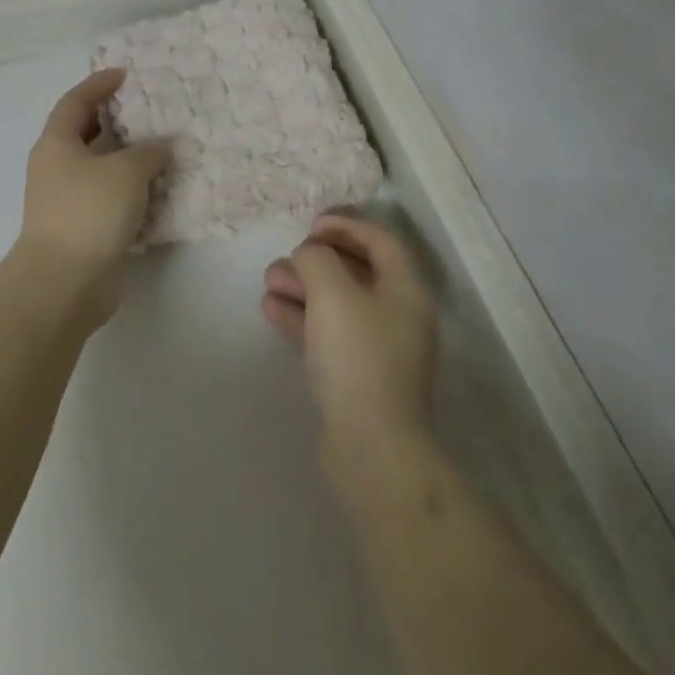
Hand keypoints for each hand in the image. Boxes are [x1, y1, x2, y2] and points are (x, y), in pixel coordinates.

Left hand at [15, 69, 169, 327]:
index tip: (125, 74)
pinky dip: (131, 190)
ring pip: (100, 168)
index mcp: (57, 144)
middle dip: (115, 120)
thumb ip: (148, 152)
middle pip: (86, 133)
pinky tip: (158, 188)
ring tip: (162, 147)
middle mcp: (57, 168)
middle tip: (149, 109)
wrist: (65, 283)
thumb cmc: (89, 212)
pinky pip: (109, 198)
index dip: (98, 84)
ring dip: (127, 158)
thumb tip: (160, 148)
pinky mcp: (82, 229)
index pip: (75, 101)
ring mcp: (67, 201)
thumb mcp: (126, 171)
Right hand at [261, 214, 437, 455]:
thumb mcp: (333, 293)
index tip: (311, 224)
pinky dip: (302, 317)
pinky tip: (271, 309)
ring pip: (338, 303)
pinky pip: (328, 333)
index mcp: (406, 290)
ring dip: (304, 287)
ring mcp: (378, 349)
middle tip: (286, 257)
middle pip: (357, 271)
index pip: (380, 241)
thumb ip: (317, 260)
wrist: (371, 450)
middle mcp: (398, 315)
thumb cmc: (358, 358)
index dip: (346, 224)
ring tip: (269, 280)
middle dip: (317, 259)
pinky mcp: (357, 377)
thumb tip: (310, 255)